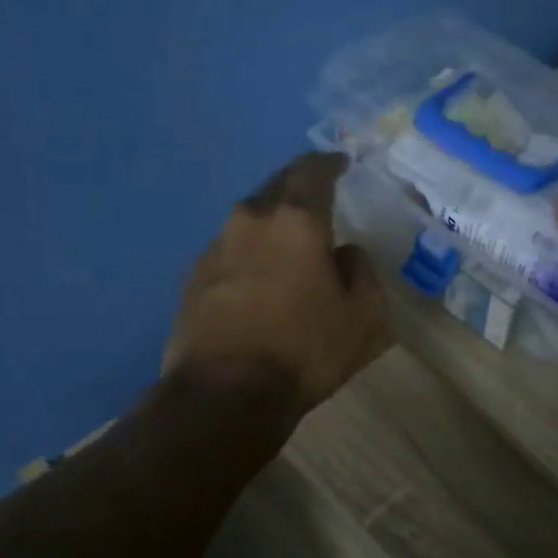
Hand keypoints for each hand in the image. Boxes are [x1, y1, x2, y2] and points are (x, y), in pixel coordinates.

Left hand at [165, 152, 390, 414]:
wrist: (224, 395)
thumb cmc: (305, 350)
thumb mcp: (365, 316)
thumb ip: (361, 271)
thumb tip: (345, 253)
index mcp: (297, 221)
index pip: (313, 171)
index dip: (329, 163)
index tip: (340, 162)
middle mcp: (251, 220)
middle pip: (276, 186)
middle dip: (298, 185)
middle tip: (317, 194)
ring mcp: (215, 247)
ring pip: (250, 218)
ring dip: (271, 221)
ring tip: (289, 240)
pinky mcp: (193, 277)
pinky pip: (230, 249)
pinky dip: (249, 251)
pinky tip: (259, 276)